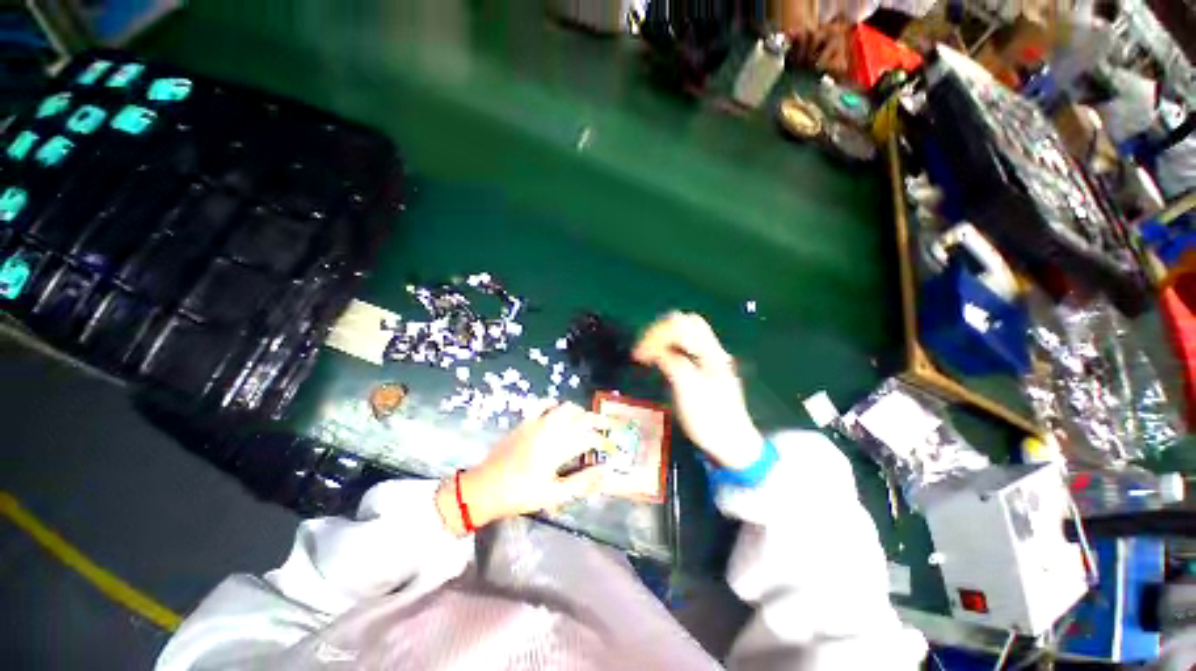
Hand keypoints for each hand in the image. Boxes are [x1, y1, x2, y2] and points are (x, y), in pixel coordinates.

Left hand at [436, 403, 607, 535]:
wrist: (484, 488)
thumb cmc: (520, 495)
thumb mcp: (553, 495)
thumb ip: (581, 482)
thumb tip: (604, 471)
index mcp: (558, 449)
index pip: (588, 437)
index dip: (603, 441)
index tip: (611, 448)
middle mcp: (550, 430)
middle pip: (580, 417)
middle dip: (597, 421)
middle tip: (606, 428)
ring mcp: (536, 423)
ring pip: (565, 407)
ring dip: (579, 412)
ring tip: (586, 421)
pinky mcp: (525, 421)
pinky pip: (543, 404)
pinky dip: (556, 404)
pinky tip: (559, 411)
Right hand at [633, 312, 763, 469]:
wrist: (732, 444)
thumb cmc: (709, 418)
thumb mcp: (688, 389)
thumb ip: (672, 362)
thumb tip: (655, 348)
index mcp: (711, 353)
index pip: (684, 324)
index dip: (659, 333)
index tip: (641, 352)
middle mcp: (711, 351)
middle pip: (685, 325)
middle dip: (660, 332)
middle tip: (642, 349)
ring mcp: (709, 360)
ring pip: (684, 336)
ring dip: (663, 340)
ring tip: (645, 354)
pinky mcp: (703, 370)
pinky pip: (684, 349)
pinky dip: (668, 349)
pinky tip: (657, 360)